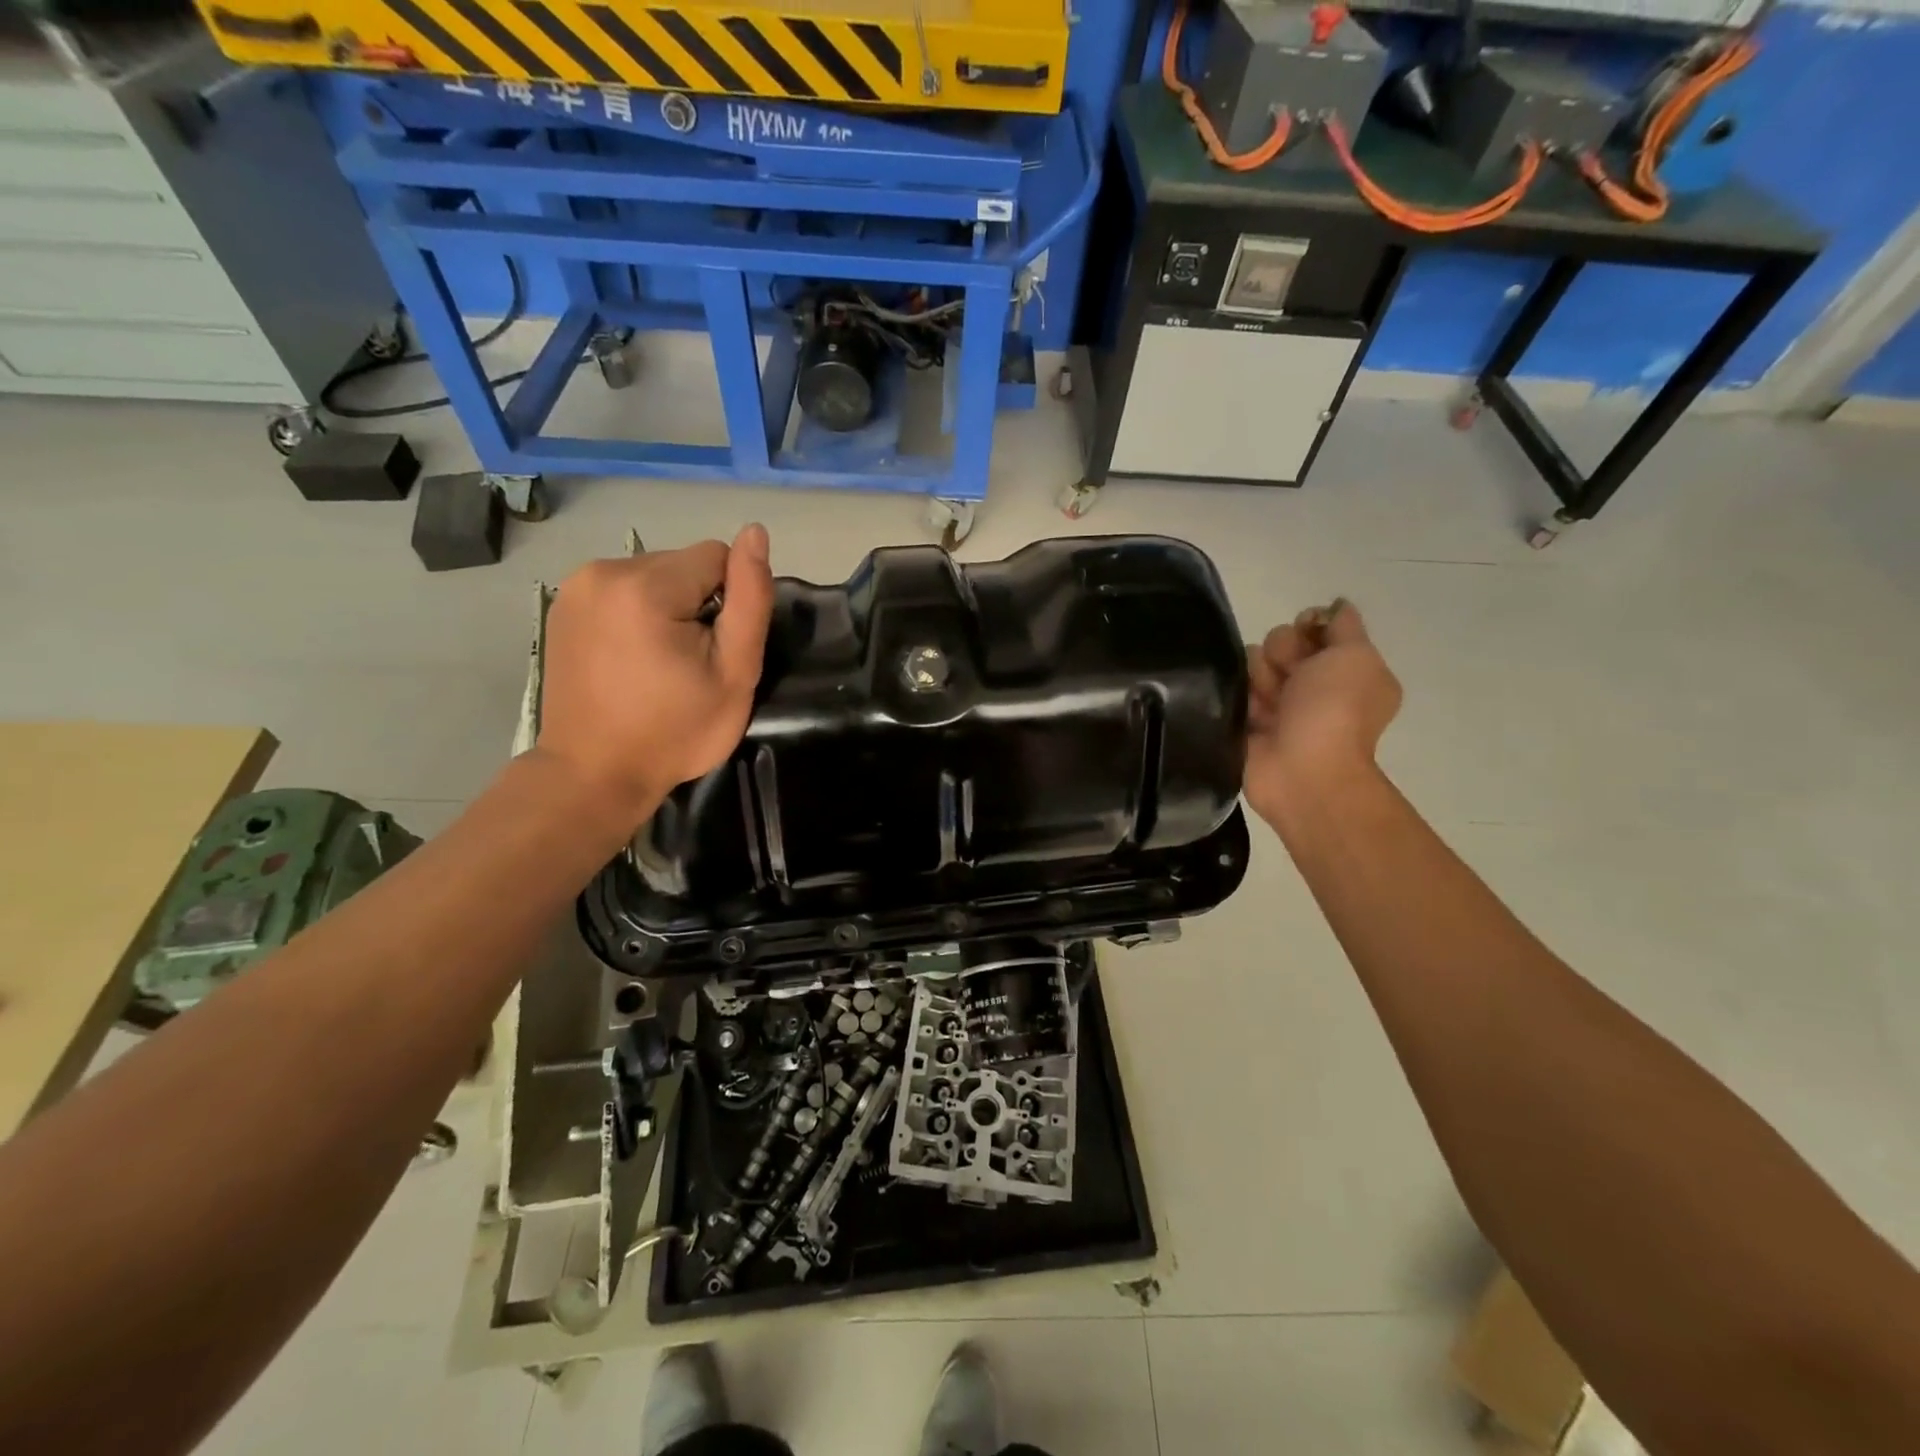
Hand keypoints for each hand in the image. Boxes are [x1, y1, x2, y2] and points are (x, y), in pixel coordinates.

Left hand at [537, 524, 774, 826]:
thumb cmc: (674, 731)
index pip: (716, 556)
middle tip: (689, 663)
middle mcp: (602, 571)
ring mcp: (574, 587)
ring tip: (659, 663)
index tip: (714, 650)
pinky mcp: (562, 606)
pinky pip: (621, 591)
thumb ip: (750, 599)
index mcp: (645, 586)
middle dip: (696, 602)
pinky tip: (630, 658)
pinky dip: (637, 614)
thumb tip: (756, 532)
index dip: (730, 602)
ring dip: (667, 608)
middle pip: (682, 564)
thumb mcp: (734, 672)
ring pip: (653, 576)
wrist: (594, 774)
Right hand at [1243, 599, 1401, 825]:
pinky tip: (1250, 714)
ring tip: (1267, 704)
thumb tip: (1334, 607)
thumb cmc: (1335, 710)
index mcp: (1346, 668)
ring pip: (1252, 662)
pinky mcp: (1246, 720)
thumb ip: (1343, 625)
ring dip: (1258, 677)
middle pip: (1280, 641)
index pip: (1315, 626)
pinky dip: (1238, 697)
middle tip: (1291, 680)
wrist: (1303, 771)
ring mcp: (1278, 704)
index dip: (1309, 626)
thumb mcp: (1355, 656)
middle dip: (1282, 654)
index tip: (1311, 639)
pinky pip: (1232, 689)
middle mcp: (1313, 684)